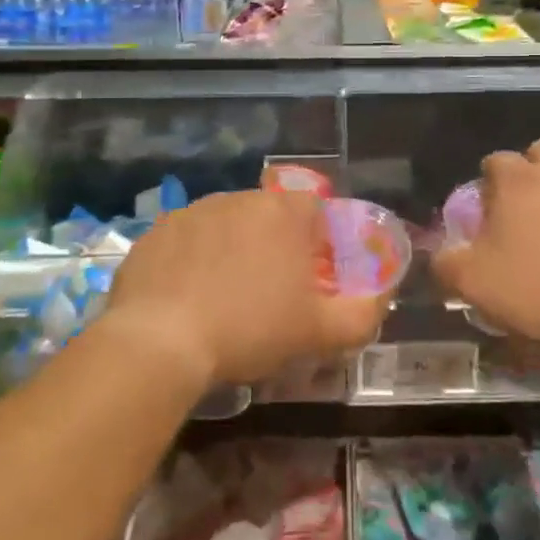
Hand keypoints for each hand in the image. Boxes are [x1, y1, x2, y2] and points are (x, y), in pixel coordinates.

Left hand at [106, 189, 389, 388]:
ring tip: (223, 298)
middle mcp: (239, 198)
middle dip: (273, 247)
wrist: (160, 341)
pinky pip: (186, 240)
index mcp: (283, 213)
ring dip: (232, 251)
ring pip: (226, 226)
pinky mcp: (157, 230)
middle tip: (268, 293)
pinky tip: (186, 298)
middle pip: (268, 216)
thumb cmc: (249, 329)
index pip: (314, 210)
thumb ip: (362, 314)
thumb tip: (382, 299)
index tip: (309, 279)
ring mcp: (193, 210)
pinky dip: (192, 261)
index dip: (317, 243)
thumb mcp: (319, 333)